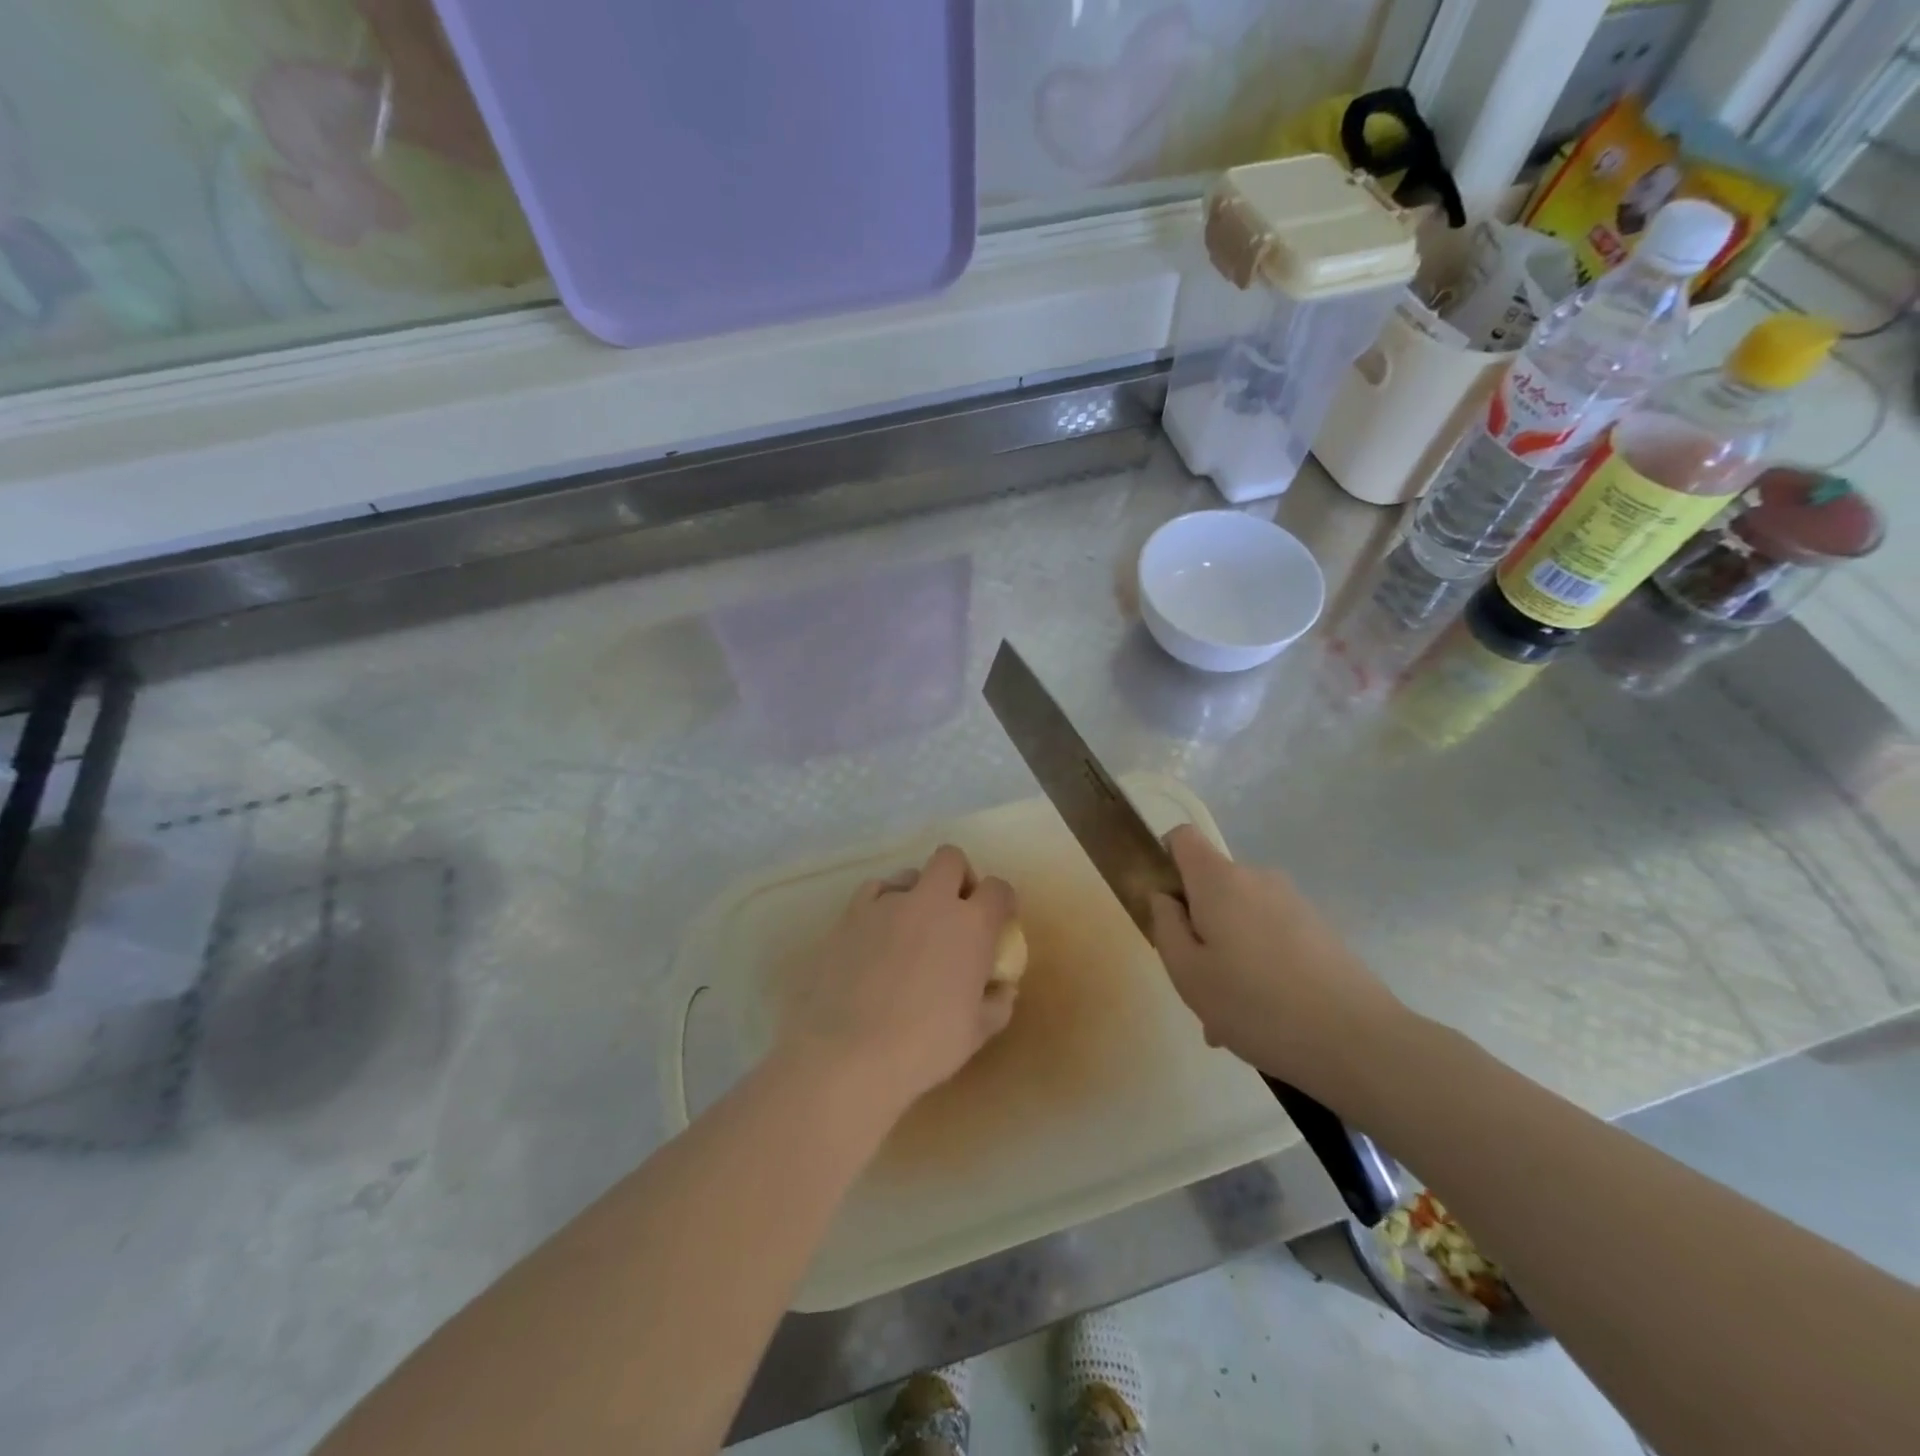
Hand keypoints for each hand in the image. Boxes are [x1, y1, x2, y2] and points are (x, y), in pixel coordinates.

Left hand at [778, 844, 1017, 1117]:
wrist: (850, 1053)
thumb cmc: (925, 1046)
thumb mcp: (977, 1032)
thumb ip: (998, 1002)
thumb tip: (1002, 987)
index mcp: (971, 925)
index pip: (998, 889)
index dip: (1002, 900)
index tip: (999, 919)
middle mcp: (932, 901)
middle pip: (951, 859)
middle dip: (959, 876)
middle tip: (956, 909)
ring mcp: (887, 903)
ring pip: (909, 873)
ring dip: (918, 891)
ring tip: (911, 926)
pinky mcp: (851, 914)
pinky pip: (873, 891)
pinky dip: (882, 903)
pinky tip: (877, 931)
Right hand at [1149, 825, 1408, 1109]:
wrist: (1357, 1041)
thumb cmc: (1255, 1004)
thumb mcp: (1187, 972)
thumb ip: (1165, 925)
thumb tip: (1164, 898)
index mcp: (1219, 880)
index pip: (1182, 838)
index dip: (1164, 861)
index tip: (1165, 907)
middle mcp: (1258, 878)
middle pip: (1212, 886)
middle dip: (1197, 925)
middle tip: (1196, 982)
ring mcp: (1294, 903)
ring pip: (1241, 918)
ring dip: (1228, 954)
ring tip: (1230, 1016)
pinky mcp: (1320, 930)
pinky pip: (1271, 937)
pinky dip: (1259, 965)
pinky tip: (1263, 1018)